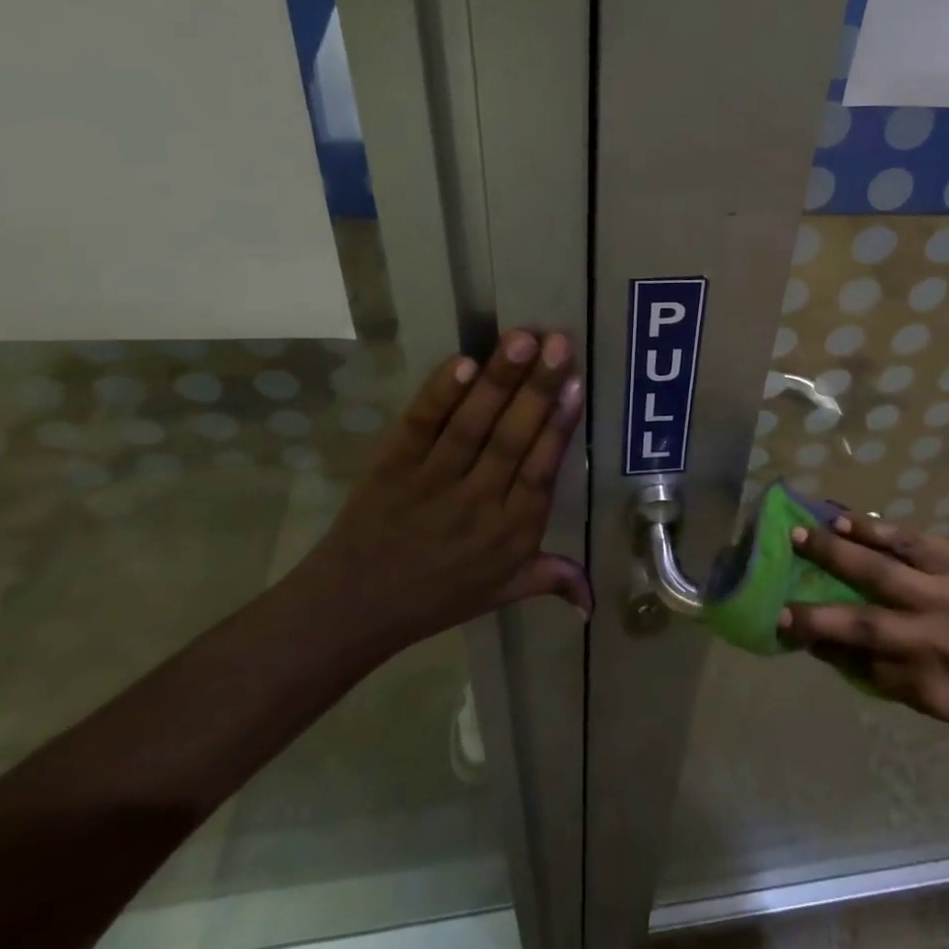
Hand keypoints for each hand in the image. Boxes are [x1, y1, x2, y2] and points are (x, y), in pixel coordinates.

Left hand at [299, 330, 589, 654]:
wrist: (353, 609)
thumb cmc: (438, 597)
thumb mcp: (503, 592)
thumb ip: (552, 578)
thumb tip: (595, 599)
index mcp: (512, 532)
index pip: (541, 471)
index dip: (559, 426)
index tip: (576, 383)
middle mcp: (478, 504)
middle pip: (512, 439)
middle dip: (538, 388)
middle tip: (559, 343)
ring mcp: (432, 483)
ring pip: (471, 426)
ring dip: (498, 380)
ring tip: (521, 339)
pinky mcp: (392, 467)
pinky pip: (420, 427)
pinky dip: (440, 395)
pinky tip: (463, 363)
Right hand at [778, 513, 948, 726]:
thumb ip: (894, 678)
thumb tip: (837, 648)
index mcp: (934, 690)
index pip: (864, 667)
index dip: (824, 648)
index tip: (788, 630)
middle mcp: (938, 642)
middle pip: (865, 625)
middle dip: (815, 613)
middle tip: (776, 601)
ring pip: (881, 572)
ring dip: (835, 553)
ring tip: (798, 535)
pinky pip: (909, 541)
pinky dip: (873, 529)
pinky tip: (843, 520)